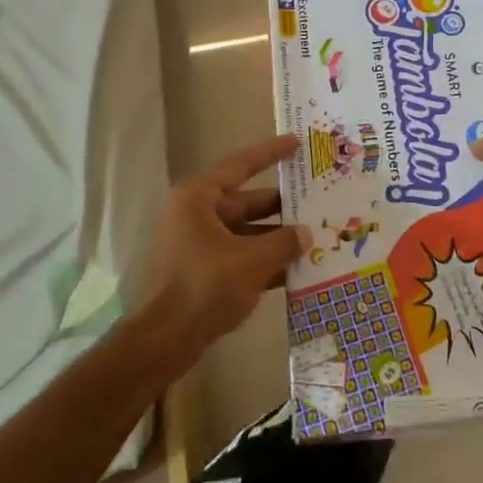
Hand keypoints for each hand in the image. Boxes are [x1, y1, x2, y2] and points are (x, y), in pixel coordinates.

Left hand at [137, 134, 310, 365]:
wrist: (165, 339)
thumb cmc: (206, 286)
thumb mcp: (253, 261)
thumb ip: (284, 242)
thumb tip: (305, 233)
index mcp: (199, 198)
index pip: (240, 165)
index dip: (270, 153)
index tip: (296, 142)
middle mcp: (195, 213)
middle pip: (246, 201)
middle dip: (281, 205)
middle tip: (316, 200)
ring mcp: (196, 242)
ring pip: (245, 231)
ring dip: (275, 237)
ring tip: (313, 237)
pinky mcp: (200, 269)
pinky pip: (238, 254)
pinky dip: (262, 259)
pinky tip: (294, 270)